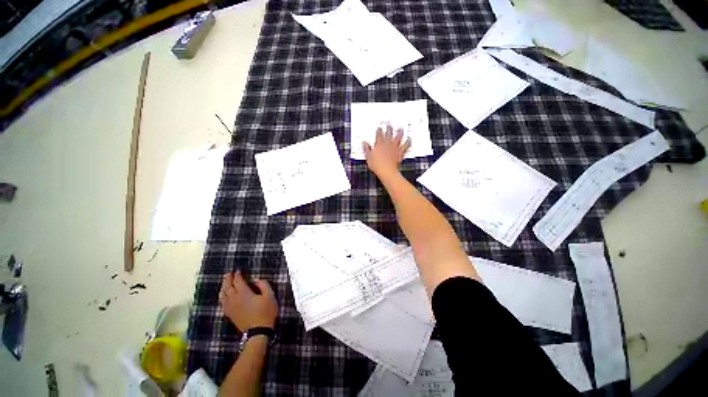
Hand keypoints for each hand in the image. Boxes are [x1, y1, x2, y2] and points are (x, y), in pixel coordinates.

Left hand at [219, 272, 277, 331]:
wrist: (258, 332)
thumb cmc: (266, 312)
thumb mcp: (270, 296)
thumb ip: (263, 285)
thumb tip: (256, 280)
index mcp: (244, 293)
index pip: (238, 281)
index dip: (237, 275)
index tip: (238, 271)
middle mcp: (234, 299)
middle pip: (228, 287)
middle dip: (228, 279)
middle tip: (228, 273)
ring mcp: (230, 307)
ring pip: (223, 295)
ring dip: (223, 287)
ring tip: (224, 283)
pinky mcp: (230, 314)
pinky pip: (222, 303)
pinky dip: (222, 297)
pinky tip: (223, 296)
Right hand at [363, 124, 411, 178]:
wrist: (386, 170)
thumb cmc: (376, 165)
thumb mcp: (368, 157)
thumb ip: (366, 149)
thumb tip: (364, 142)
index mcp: (379, 144)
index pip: (379, 135)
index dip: (379, 130)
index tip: (379, 128)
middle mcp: (387, 144)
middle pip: (388, 134)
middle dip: (389, 128)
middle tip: (389, 125)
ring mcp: (394, 147)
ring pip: (398, 137)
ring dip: (400, 133)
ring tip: (401, 129)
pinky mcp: (400, 152)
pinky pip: (405, 146)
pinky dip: (408, 142)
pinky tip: (409, 140)